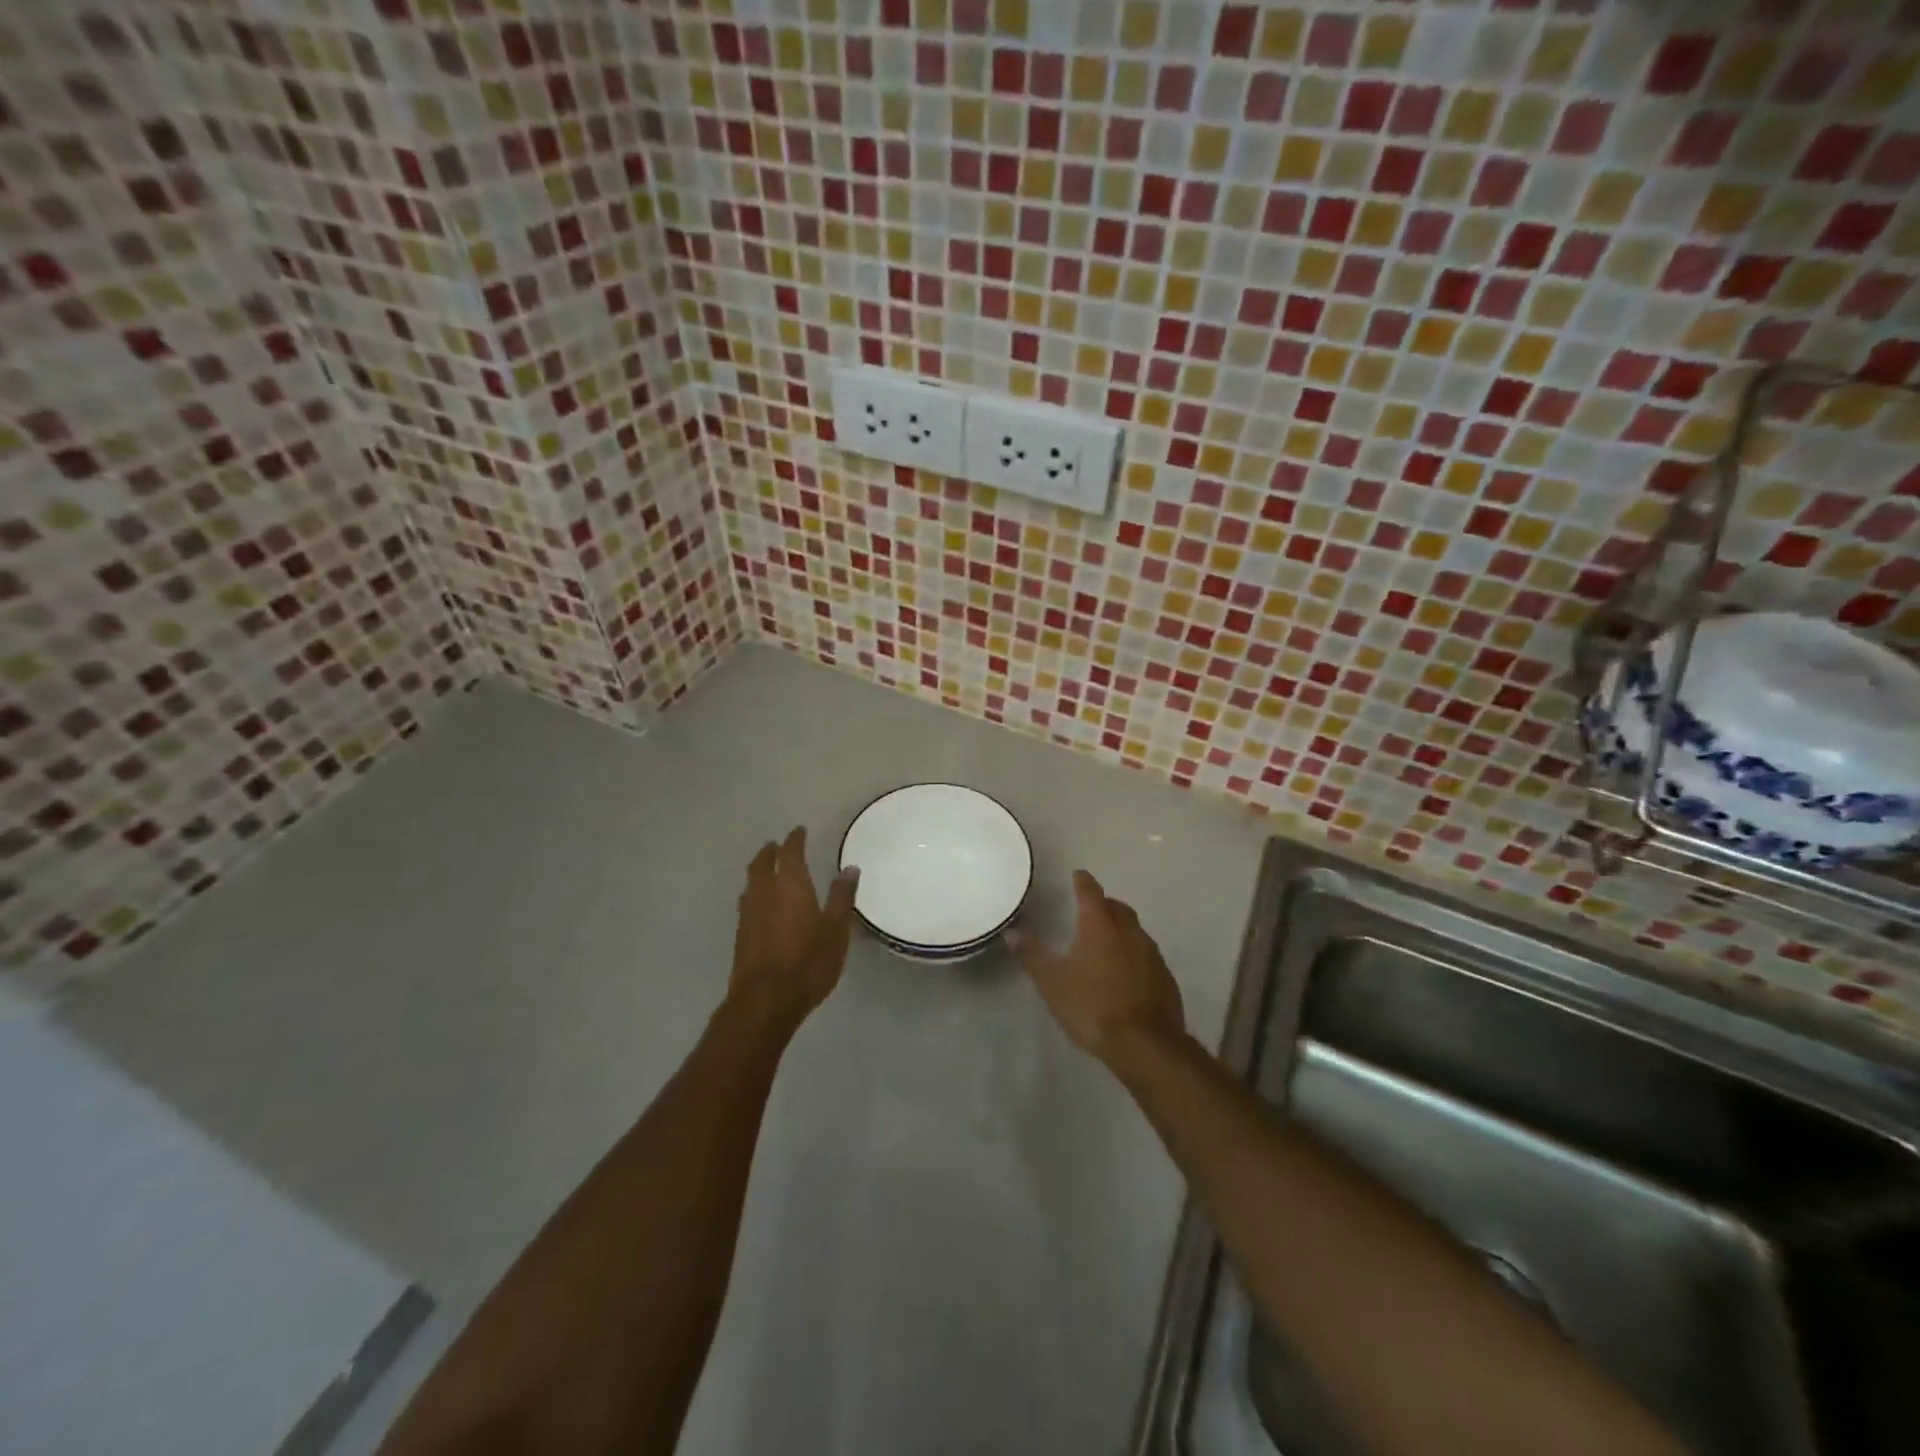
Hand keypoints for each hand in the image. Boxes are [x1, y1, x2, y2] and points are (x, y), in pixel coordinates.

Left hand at [728, 827, 859, 1034]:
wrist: (765, 1001)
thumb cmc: (808, 962)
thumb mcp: (836, 930)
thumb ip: (842, 897)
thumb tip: (849, 868)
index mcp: (790, 886)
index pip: (790, 853)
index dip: (794, 840)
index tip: (799, 831)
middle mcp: (765, 894)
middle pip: (762, 864)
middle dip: (770, 852)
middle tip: (777, 845)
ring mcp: (749, 915)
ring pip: (751, 883)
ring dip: (759, 871)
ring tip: (767, 870)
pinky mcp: (741, 936)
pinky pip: (748, 903)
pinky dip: (755, 893)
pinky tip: (762, 905)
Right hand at [1008, 870, 1184, 1064]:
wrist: (1146, 1044)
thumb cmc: (1093, 1006)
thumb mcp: (1052, 982)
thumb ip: (1032, 955)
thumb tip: (1013, 932)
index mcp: (1100, 926)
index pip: (1091, 892)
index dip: (1083, 882)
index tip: (1078, 875)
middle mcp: (1129, 932)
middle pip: (1117, 908)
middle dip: (1103, 904)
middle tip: (1090, 908)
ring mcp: (1151, 954)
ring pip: (1134, 930)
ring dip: (1120, 928)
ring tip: (1106, 939)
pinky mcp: (1165, 977)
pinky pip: (1147, 954)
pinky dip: (1134, 953)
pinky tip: (1126, 971)